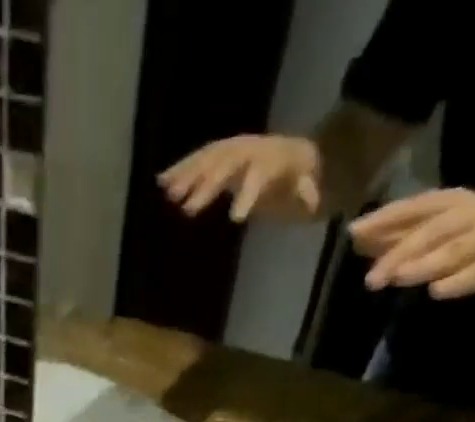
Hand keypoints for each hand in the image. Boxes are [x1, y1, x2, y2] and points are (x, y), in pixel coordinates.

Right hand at [158, 135, 323, 222]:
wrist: (291, 153)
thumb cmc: (298, 176)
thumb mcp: (308, 185)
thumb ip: (308, 191)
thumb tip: (313, 200)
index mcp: (269, 159)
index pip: (257, 175)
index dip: (248, 194)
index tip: (236, 219)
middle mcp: (247, 150)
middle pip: (224, 165)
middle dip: (205, 186)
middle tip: (186, 209)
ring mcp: (231, 150)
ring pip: (207, 159)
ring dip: (186, 175)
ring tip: (167, 192)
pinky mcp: (219, 155)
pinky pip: (198, 160)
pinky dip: (180, 170)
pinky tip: (161, 182)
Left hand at [350, 188, 474, 300]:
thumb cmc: (472, 251)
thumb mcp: (434, 242)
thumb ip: (400, 240)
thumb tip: (359, 241)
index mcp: (452, 203)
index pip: (413, 207)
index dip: (384, 219)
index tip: (353, 233)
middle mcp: (471, 213)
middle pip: (431, 230)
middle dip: (399, 252)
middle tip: (371, 280)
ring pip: (454, 249)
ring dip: (425, 264)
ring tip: (399, 278)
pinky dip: (458, 282)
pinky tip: (436, 292)